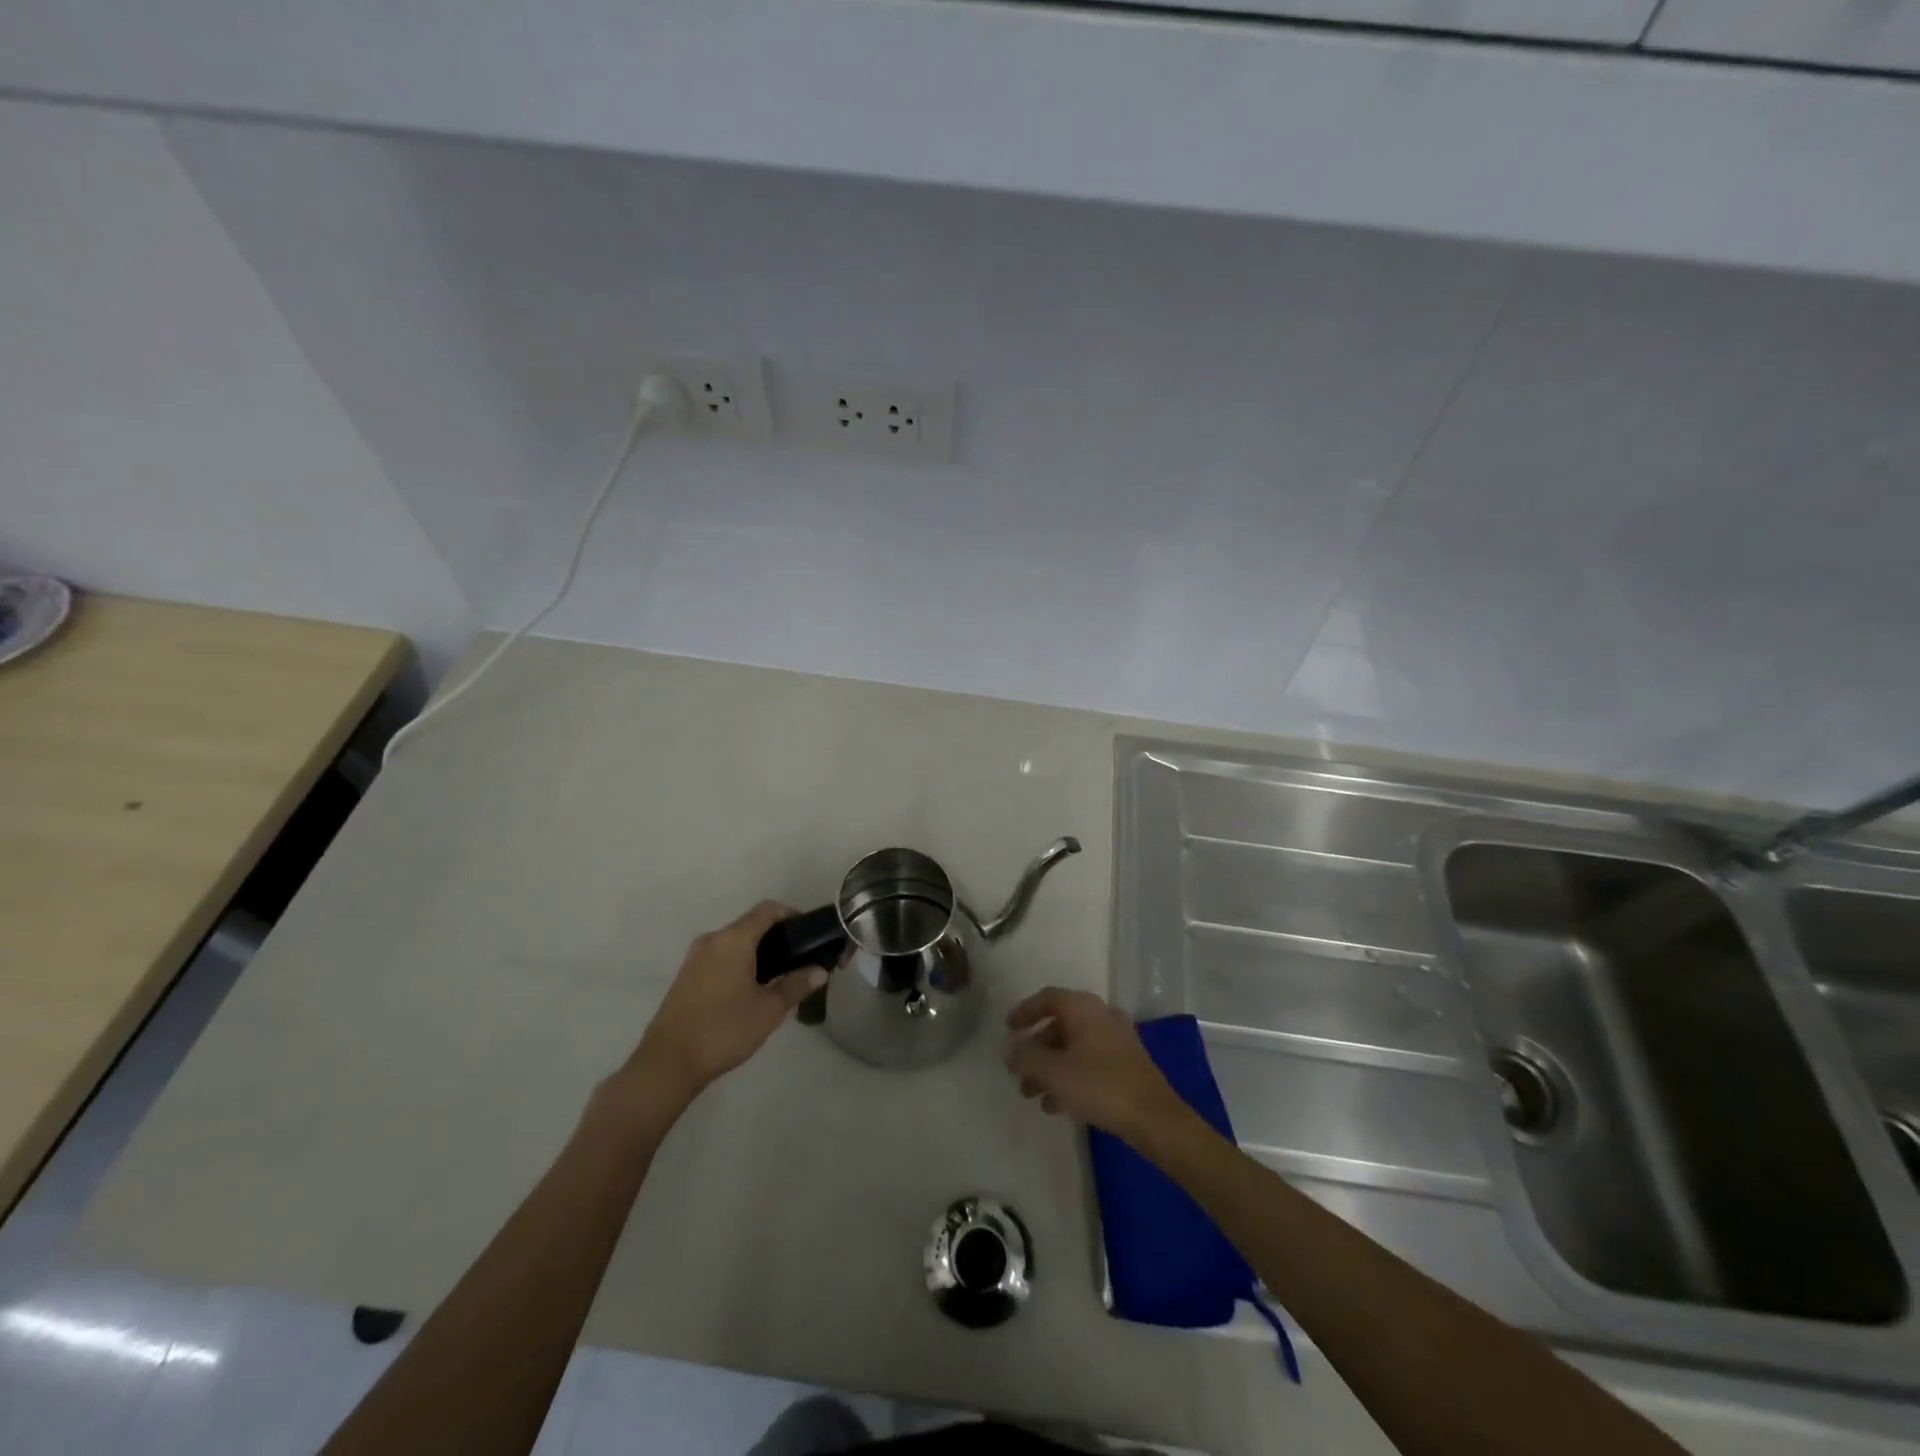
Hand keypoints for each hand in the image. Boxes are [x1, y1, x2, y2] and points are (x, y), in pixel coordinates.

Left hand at [623, 901, 826, 1105]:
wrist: (667, 1064)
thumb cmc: (723, 1030)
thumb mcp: (769, 1009)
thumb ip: (796, 985)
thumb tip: (820, 970)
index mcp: (733, 939)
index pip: (768, 909)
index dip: (793, 915)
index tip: (810, 936)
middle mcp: (712, 940)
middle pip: (751, 925)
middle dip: (777, 938)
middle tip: (799, 962)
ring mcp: (695, 958)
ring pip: (735, 943)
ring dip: (758, 953)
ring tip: (779, 979)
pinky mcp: (686, 976)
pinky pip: (721, 958)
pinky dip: (740, 964)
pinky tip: (751, 991)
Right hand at [1005, 987, 1186, 1142]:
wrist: (1154, 1117)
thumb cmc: (1099, 1085)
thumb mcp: (1053, 1072)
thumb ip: (1026, 1058)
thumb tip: (1012, 1050)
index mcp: (1083, 1008)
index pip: (1047, 998)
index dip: (1024, 1011)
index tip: (1007, 1028)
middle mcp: (1100, 1015)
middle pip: (1059, 1025)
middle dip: (1035, 1049)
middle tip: (1018, 1072)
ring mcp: (1116, 1039)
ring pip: (1073, 1047)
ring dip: (1050, 1067)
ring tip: (1033, 1095)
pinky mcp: (1126, 1063)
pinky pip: (1088, 1061)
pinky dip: (1069, 1076)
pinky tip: (1057, 1105)